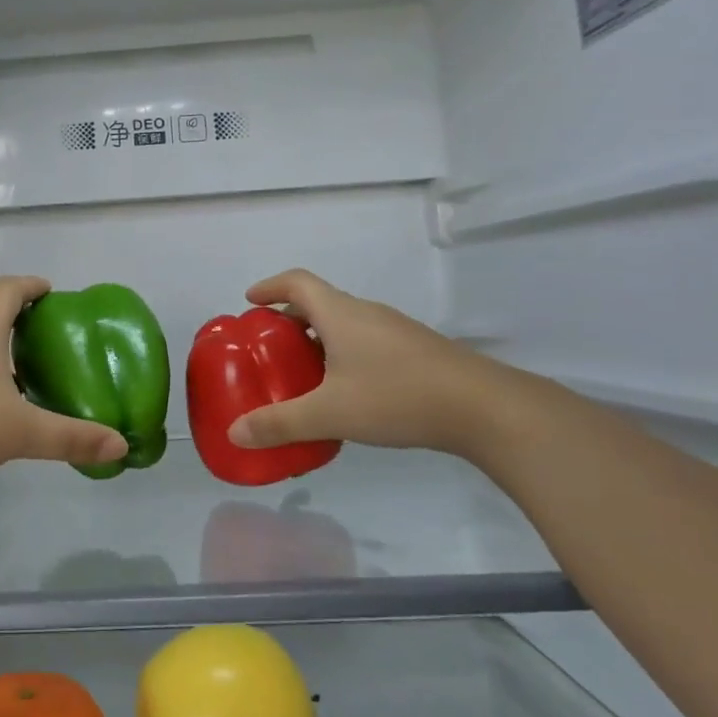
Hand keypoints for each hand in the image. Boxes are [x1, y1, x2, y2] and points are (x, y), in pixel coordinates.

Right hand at [227, 270, 514, 457]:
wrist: (483, 408)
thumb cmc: (397, 397)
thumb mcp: (330, 414)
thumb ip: (280, 423)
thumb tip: (234, 434)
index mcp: (340, 314)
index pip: (297, 282)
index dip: (270, 287)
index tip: (250, 301)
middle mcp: (366, 313)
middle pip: (319, 303)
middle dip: (289, 320)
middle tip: (269, 348)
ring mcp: (395, 331)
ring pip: (345, 324)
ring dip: (318, 340)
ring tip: (303, 374)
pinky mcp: (416, 351)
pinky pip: (366, 342)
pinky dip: (344, 355)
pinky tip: (347, 393)